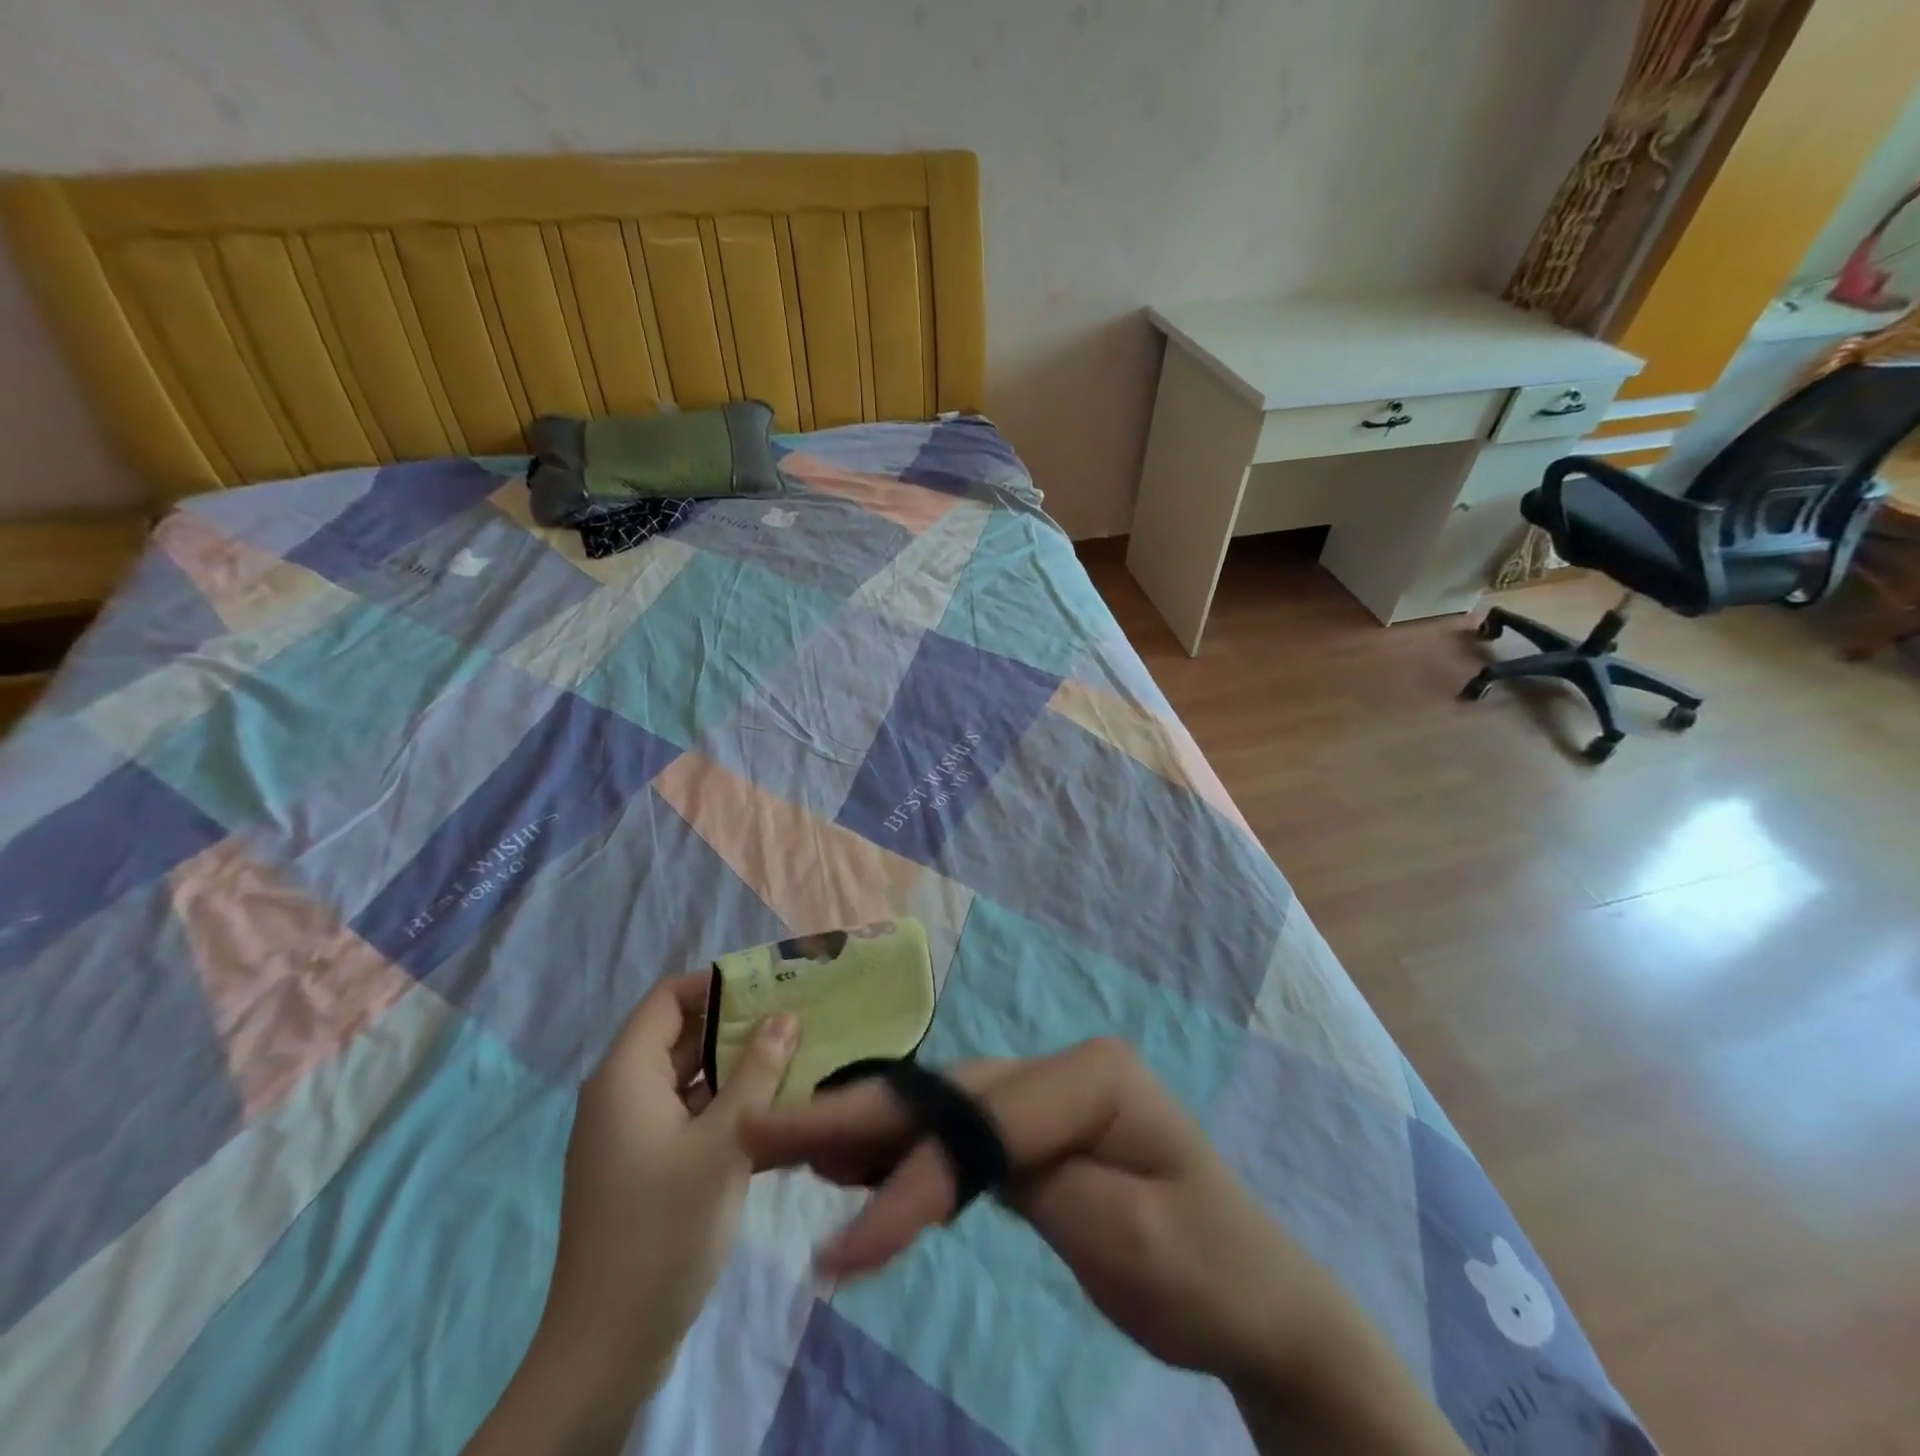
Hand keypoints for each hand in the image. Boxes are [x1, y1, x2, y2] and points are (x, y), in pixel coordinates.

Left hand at [466, 973, 797, 1455]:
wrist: (607, 1347)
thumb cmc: (664, 1229)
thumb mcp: (724, 1143)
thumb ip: (757, 1073)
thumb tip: (786, 1015)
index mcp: (626, 1075)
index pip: (669, 998)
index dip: (716, 983)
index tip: (770, 982)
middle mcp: (622, 1094)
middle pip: (681, 1035)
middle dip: (737, 1023)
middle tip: (796, 1016)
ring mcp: (632, 1133)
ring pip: (689, 1077)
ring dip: (737, 1067)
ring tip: (796, 1056)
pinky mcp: (645, 1167)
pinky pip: (688, 1115)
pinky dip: (726, 1105)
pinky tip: (774, 1112)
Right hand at [741, 1037, 1301, 1379]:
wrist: (1257, 1297)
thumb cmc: (1207, 1268)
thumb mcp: (1128, 1238)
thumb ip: (1028, 1181)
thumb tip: (934, 1165)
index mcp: (1094, 1076)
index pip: (983, 1125)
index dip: (909, 1183)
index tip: (840, 1251)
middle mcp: (1064, 1068)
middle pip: (949, 1095)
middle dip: (857, 1117)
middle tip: (767, 1130)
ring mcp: (1047, 1094)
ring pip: (943, 1106)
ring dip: (867, 1127)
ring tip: (789, 1139)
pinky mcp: (1035, 1131)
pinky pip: (958, 1132)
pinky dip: (902, 1150)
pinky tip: (853, 1158)